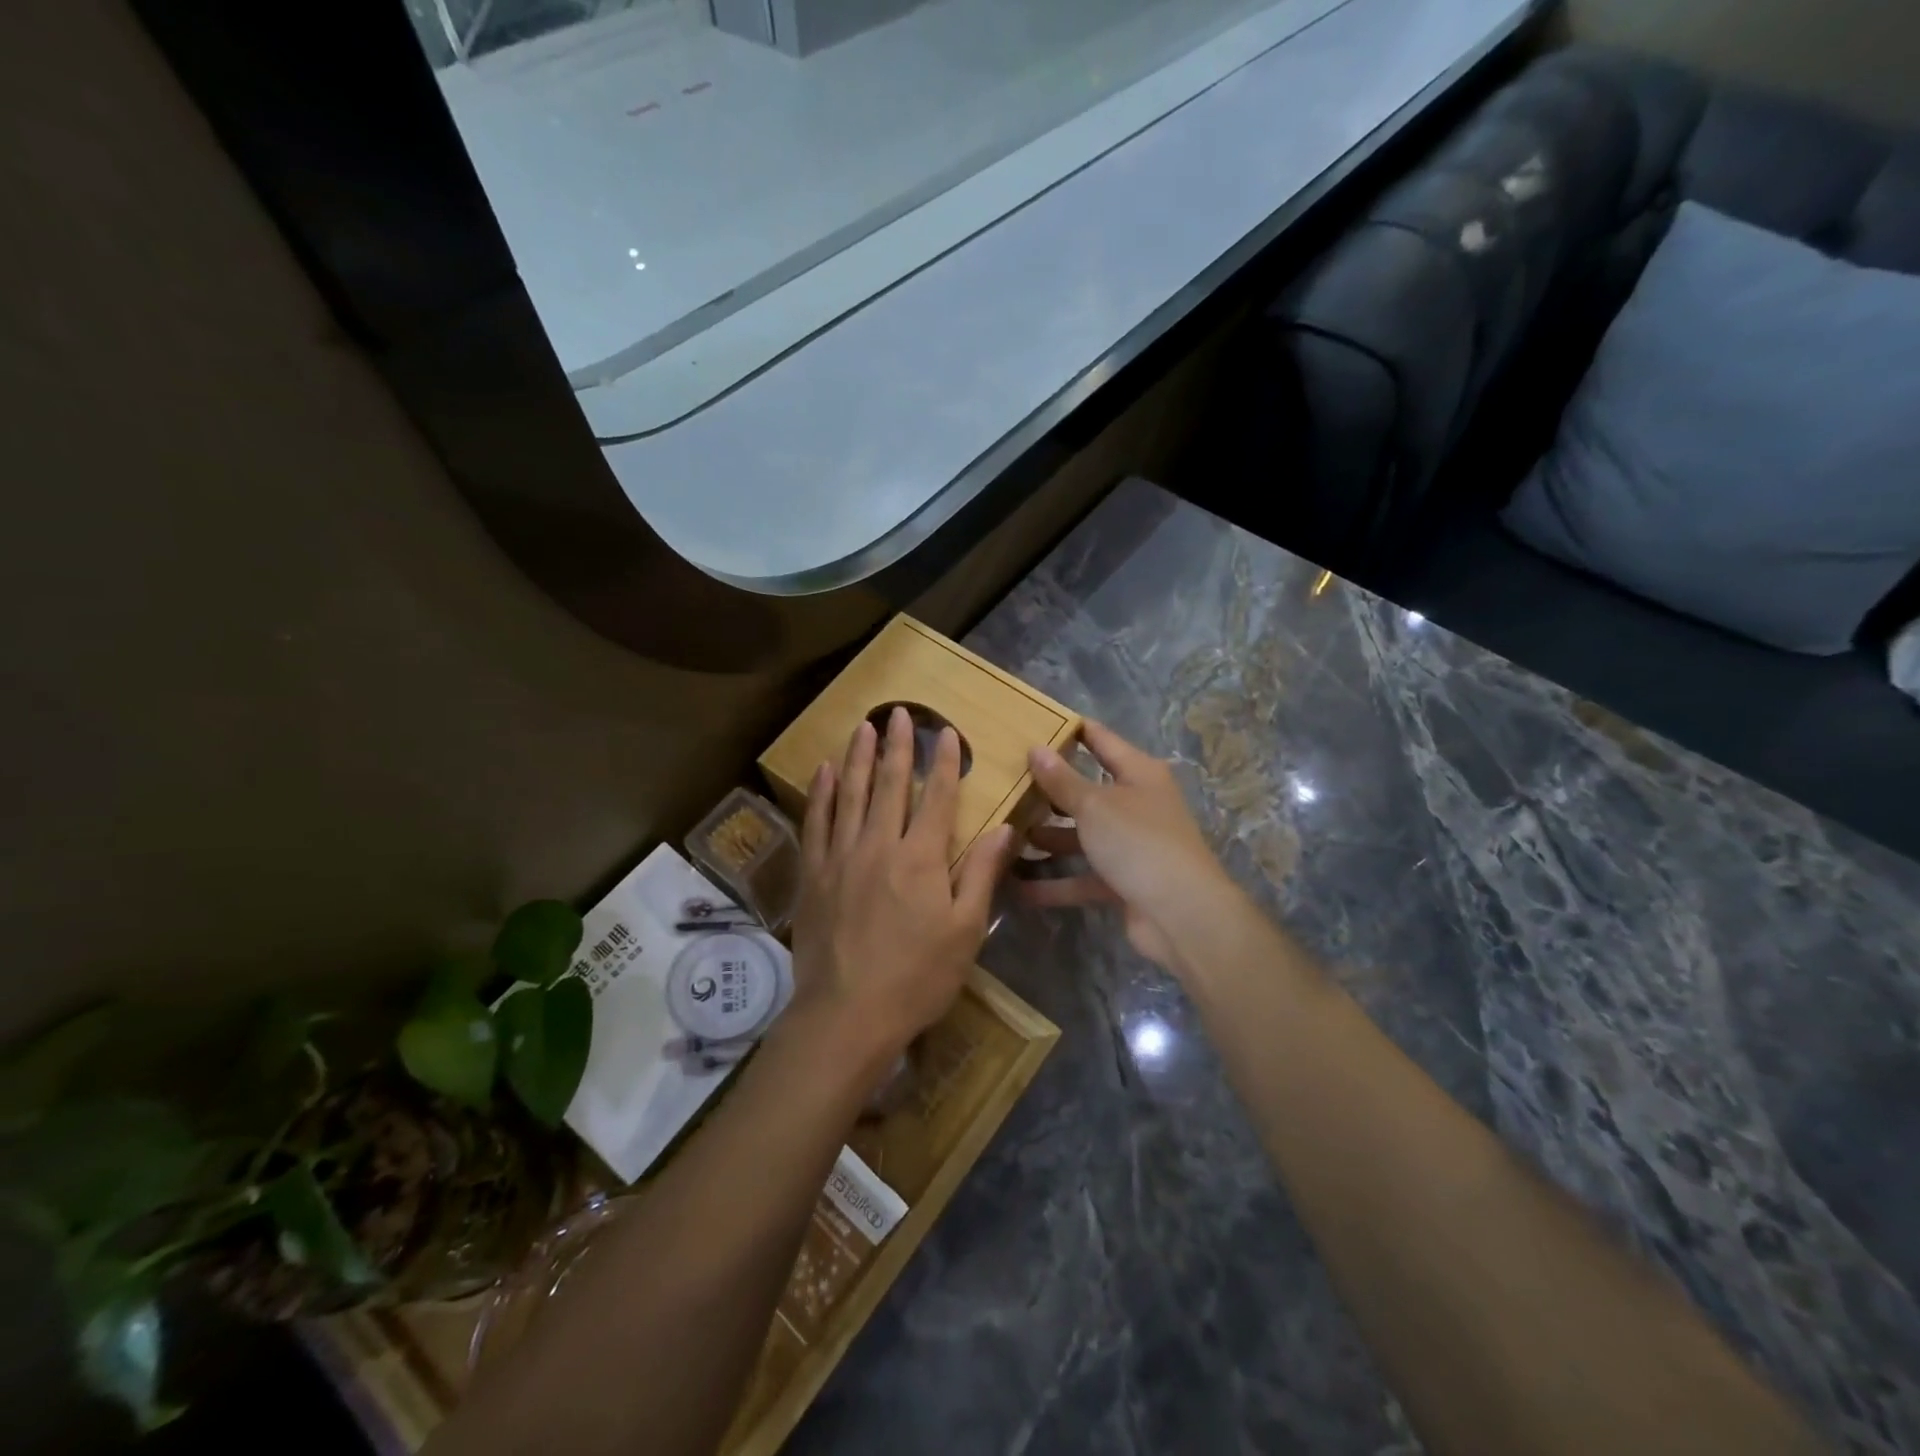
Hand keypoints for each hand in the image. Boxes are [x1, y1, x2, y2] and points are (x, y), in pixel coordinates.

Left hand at [788, 706, 1016, 1073]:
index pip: (936, 797)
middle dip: (898, 746)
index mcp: (921, 858)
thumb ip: (981, 874)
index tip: (946, 732)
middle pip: (890, 785)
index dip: (944, 762)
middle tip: (900, 713)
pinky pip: (816, 822)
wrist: (847, 1014)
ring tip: (864, 727)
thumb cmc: (917, 977)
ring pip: (851, 794)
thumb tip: (1003, 829)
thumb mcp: (965, 931)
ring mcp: (841, 857)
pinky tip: (824, 772)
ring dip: (859, 758)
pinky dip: (822, 794)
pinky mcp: (813, 874)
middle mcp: (879, 845)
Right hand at [1018, 721, 1235, 972]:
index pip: (1100, 740)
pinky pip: (1082, 876)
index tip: (1032, 723)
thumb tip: (1036, 748)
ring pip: (1081, 836)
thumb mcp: (1094, 806)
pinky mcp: (1123, 882)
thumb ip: (1062, 780)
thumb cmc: (1138, 842)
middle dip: (1048, 790)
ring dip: (1047, 838)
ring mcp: (1131, 845)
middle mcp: (1137, 804)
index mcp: (1138, 773)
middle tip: (1005, 783)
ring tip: (1004, 834)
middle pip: (1086, 791)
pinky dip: (1055, 883)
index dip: (1069, 729)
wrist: (1182, 914)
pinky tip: (1017, 886)